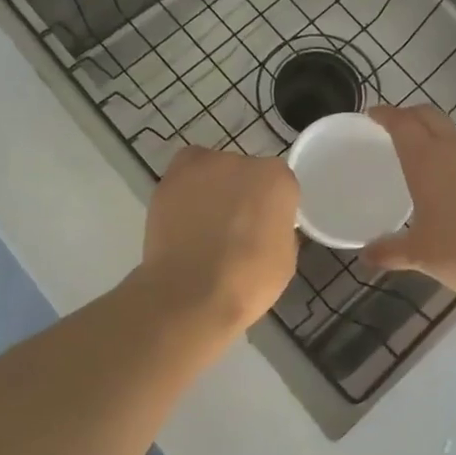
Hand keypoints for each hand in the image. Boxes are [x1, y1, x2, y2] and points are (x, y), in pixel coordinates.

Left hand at [140, 148, 299, 329]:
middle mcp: (241, 161)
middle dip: (241, 193)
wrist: (192, 293)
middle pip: (244, 171)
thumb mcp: (285, 257)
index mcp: (276, 178)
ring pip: (212, 171)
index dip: (271, 206)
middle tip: (233, 227)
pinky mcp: (170, 178)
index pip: (278, 183)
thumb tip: (265, 224)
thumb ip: (277, 226)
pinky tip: (182, 220)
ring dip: (211, 189)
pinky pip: (183, 178)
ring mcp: (202, 166)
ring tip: (202, 225)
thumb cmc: (248, 281)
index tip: (265, 227)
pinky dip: (184, 193)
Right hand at [361, 105, 455, 300]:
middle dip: (410, 115)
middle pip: (429, 116)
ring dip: (439, 136)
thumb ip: (390, 251)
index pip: (401, 123)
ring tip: (430, 157)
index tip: (373, 114)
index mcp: (426, 160)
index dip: (385, 114)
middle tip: (396, 125)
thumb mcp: (420, 254)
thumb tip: (366, 256)